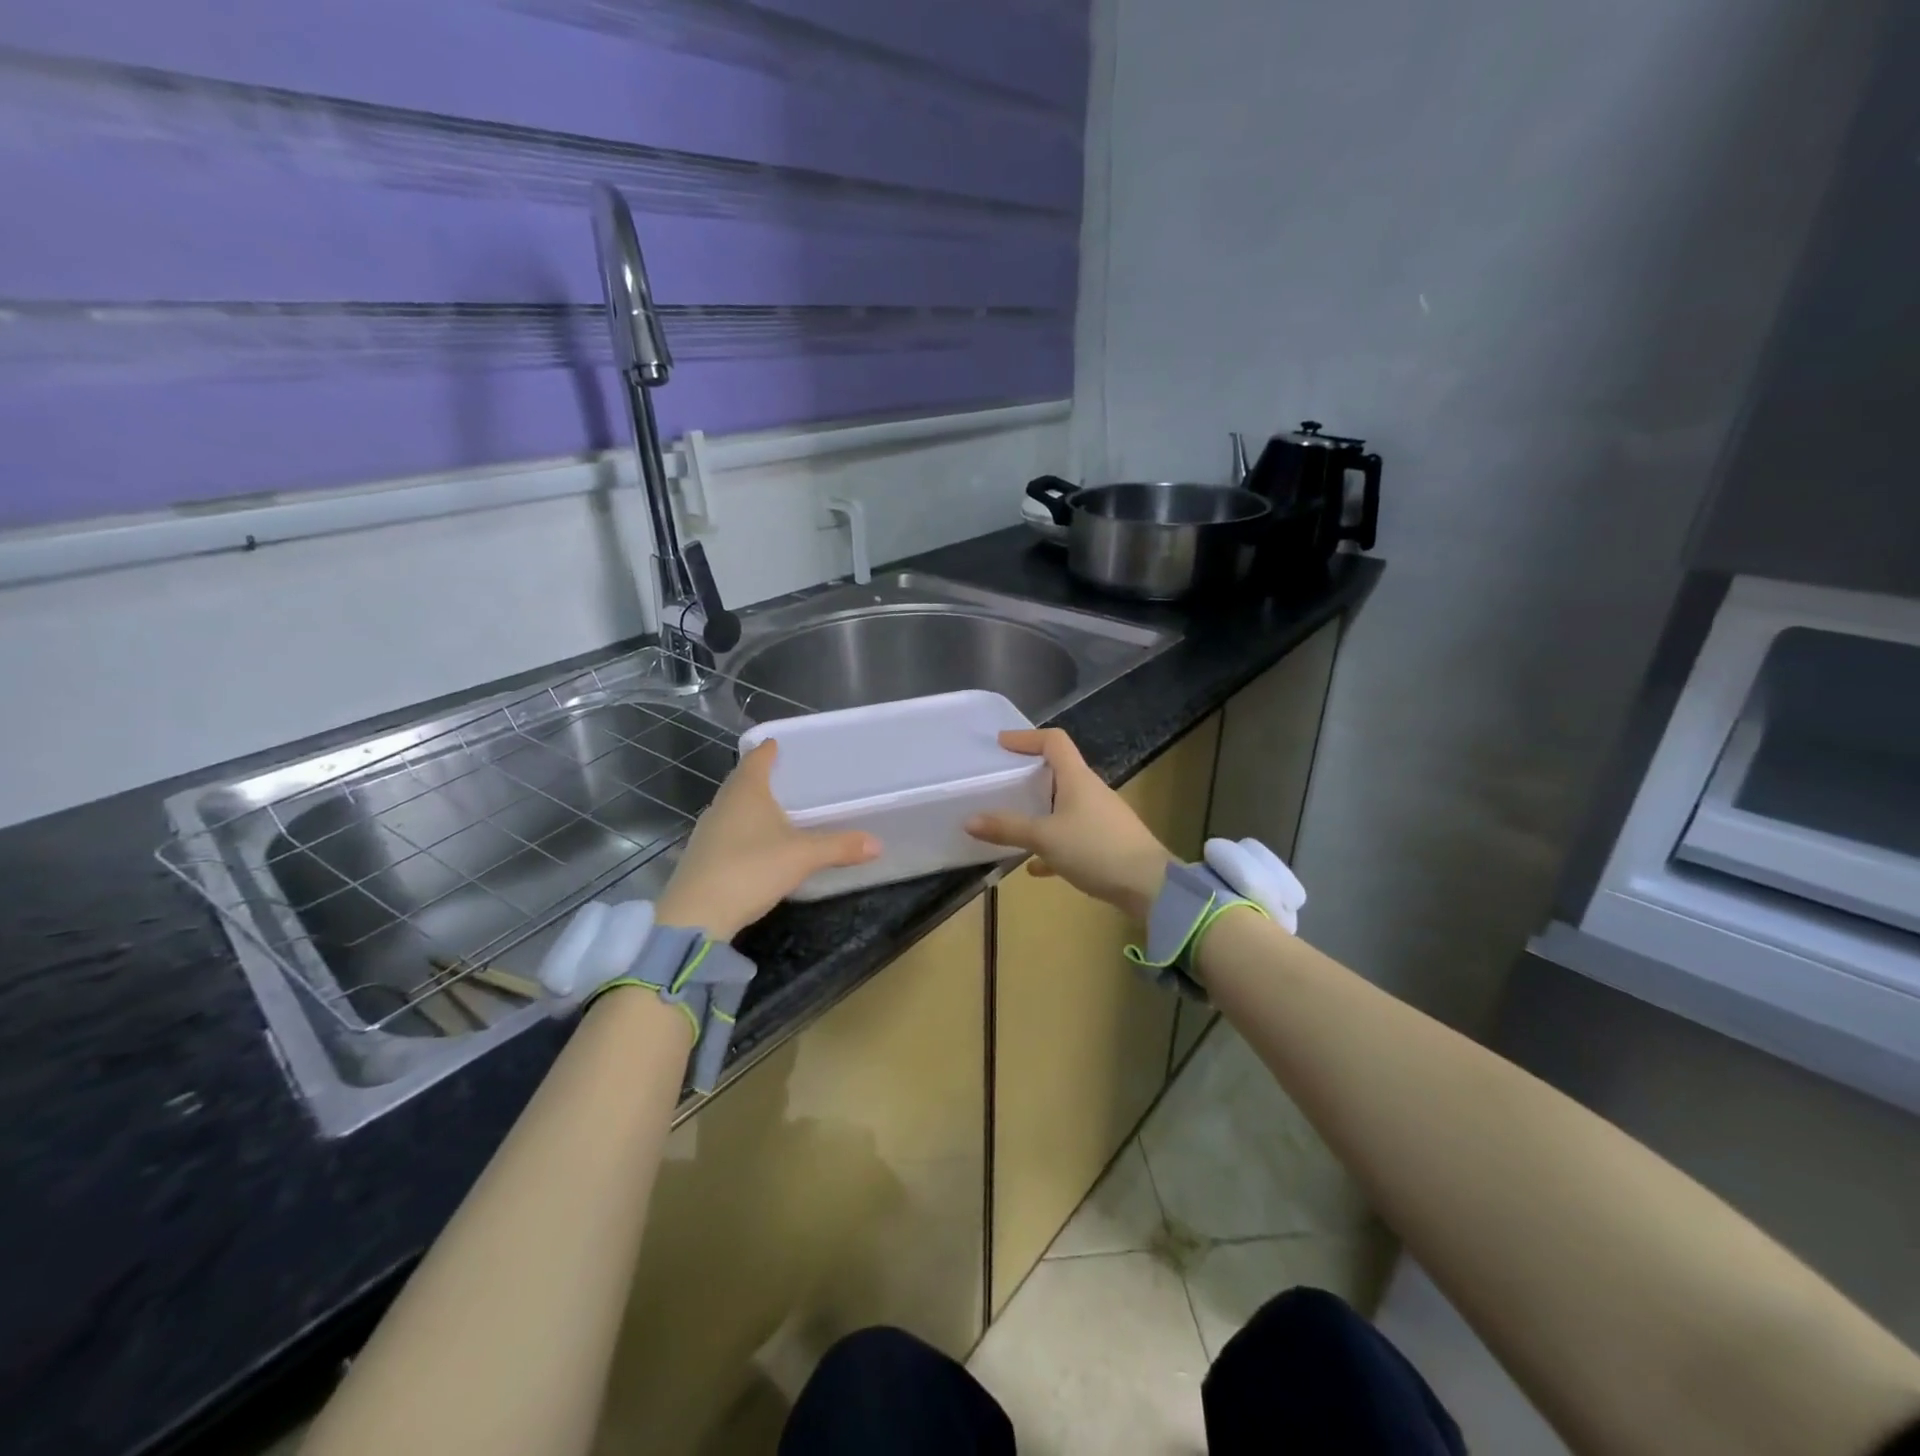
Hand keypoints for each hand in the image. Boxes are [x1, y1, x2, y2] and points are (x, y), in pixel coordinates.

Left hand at [657, 740, 879, 940]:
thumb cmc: (751, 869)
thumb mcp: (803, 857)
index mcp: (746, 792)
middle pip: (741, 781)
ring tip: (775, 809)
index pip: (756, 759)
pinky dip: (743, 829)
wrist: (696, 916)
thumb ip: (839, 847)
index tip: (779, 744)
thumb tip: (877, 843)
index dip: (768, 750)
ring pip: (732, 807)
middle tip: (786, 777)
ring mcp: (707, 831)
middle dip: (761, 776)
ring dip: (750, 805)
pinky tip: (757, 844)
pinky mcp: (701, 857)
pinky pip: (726, 831)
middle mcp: (722, 804)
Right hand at [966, 729, 1173, 921]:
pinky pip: (1073, 835)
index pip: (1054, 742)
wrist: (1149, 885)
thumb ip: (1007, 828)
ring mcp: (1101, 817)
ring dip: (1041, 811)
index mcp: (1077, 778)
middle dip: (1030, 775)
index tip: (1002, 743)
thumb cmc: (1095, 848)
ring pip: (1064, 805)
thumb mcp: (1045, 837)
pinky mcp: (1107, 842)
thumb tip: (969, 820)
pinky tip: (1036, 866)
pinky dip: (1053, 844)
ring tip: (1014, 822)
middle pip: (1059, 772)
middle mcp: (1090, 791)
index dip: (1027, 737)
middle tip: (1003, 782)